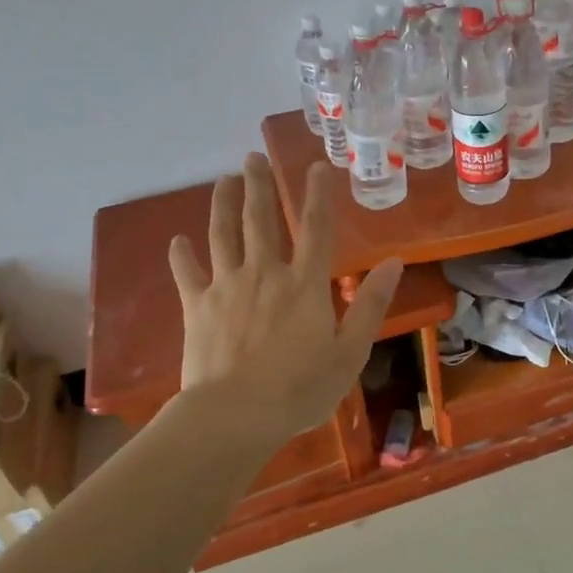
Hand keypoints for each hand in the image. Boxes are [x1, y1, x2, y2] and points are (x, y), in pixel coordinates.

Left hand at [168, 153, 402, 448]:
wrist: (234, 416)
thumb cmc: (300, 388)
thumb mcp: (350, 352)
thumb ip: (370, 305)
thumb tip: (395, 263)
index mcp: (305, 283)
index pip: (316, 228)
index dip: (317, 194)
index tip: (316, 166)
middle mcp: (265, 273)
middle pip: (261, 219)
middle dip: (258, 185)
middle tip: (252, 157)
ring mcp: (226, 287)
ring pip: (223, 235)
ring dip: (223, 204)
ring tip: (224, 180)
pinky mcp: (196, 308)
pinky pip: (187, 274)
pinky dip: (182, 256)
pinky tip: (178, 240)